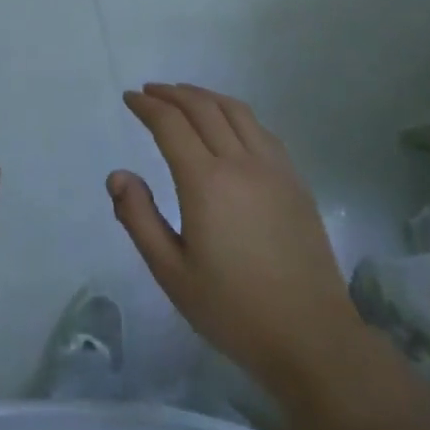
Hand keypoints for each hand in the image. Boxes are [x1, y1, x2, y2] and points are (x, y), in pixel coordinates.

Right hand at [110, 84, 361, 407]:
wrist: (311, 338)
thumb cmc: (233, 309)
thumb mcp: (171, 272)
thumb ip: (138, 218)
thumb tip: (118, 174)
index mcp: (206, 182)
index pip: (170, 124)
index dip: (147, 106)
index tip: (129, 99)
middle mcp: (241, 163)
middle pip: (203, 108)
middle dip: (172, 93)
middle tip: (149, 91)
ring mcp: (274, 169)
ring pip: (236, 111)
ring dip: (205, 96)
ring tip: (184, 96)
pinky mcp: (296, 182)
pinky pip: (261, 130)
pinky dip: (236, 114)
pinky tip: (228, 124)